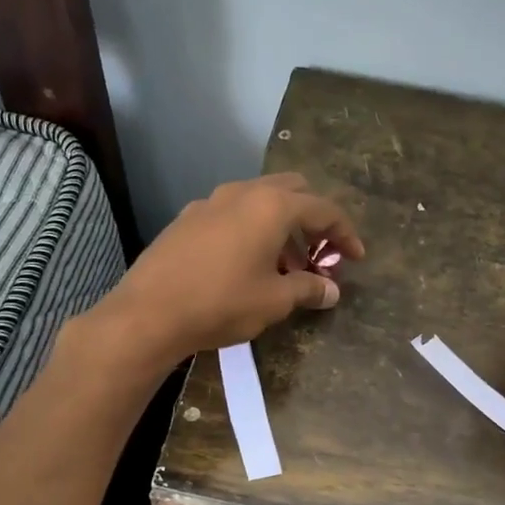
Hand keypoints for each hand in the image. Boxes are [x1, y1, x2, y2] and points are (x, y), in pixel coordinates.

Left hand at [92, 173, 364, 369]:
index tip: (356, 258)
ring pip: (259, 202)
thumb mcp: (275, 301)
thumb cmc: (222, 303)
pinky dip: (251, 231)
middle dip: (313, 221)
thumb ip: (308, 289)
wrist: (148, 312)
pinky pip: (232, 214)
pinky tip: (246, 265)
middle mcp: (242, 193)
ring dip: (282, 228)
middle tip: (319, 256)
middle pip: (292, 192)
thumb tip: (331, 291)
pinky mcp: (187, 219)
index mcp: (272, 206)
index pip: (323, 209)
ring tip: (286, 269)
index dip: (345, 233)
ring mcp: (210, 202)